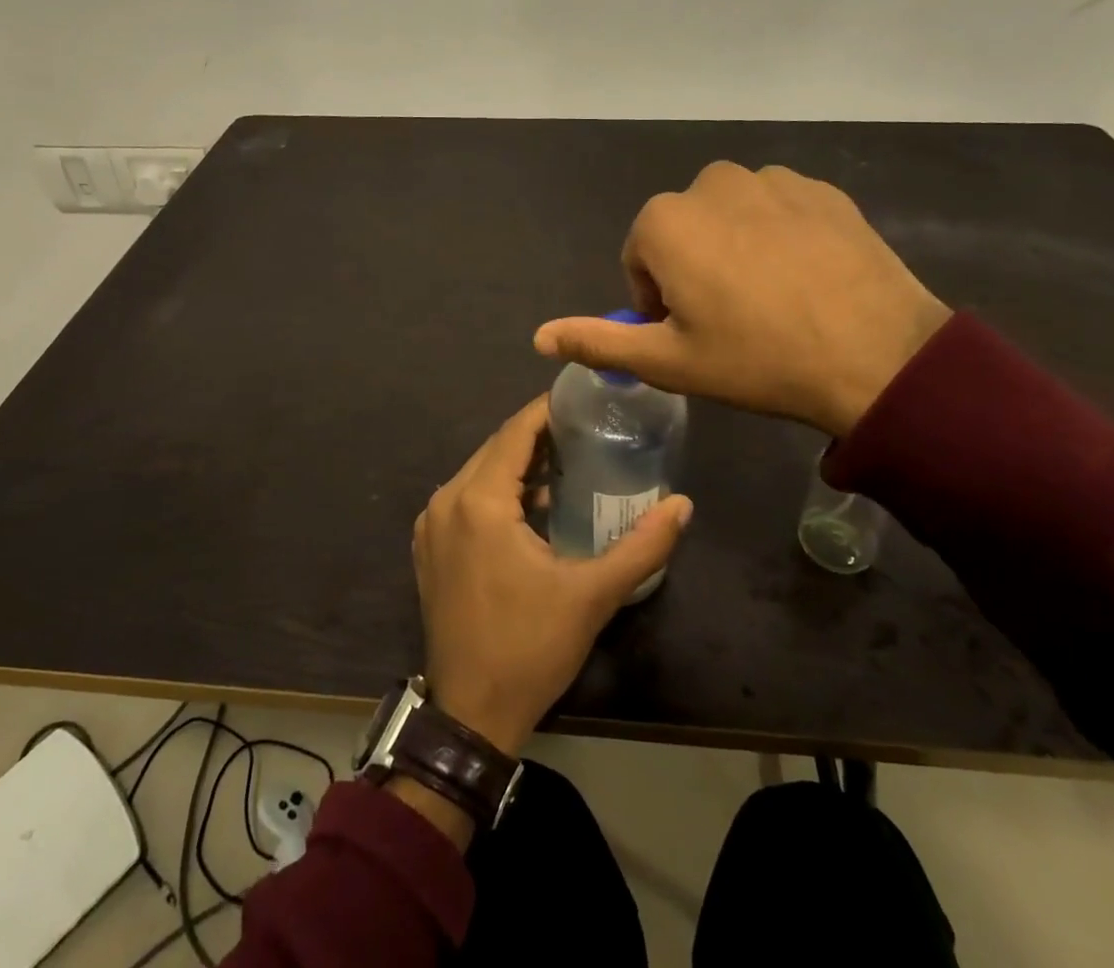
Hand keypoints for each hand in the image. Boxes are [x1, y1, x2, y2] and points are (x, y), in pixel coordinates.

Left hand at [412, 395, 693, 756]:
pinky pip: (465, 498)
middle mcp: (446, 501)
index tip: (582, 400)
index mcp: (479, 501)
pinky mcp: (429, 547)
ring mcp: (431, 524)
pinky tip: (532, 504)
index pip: (515, 432)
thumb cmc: (530, 648)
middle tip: (585, 431)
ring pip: (480, 472)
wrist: (471, 714)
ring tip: (567, 462)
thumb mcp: (592, 595)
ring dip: (518, 464)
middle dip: (538, 436)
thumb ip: (642, 546)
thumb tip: (683, 505)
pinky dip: (497, 490)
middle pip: (496, 448)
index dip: (547, 410)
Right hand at [533, 162, 950, 435]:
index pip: (640, 257)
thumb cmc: (758, 359)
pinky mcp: (821, 188)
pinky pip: (777, 208)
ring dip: (734, 247)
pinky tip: (806, 278)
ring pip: (729, 215)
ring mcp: (772, 180)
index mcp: (666, 222)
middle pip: (683, 230)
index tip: (691, 332)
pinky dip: (778, 235)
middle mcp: (711, 183)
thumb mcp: (669, 362)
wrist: (878, 356)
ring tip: (771, 298)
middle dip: (693, 267)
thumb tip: (539, 336)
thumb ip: (598, 341)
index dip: (658, 299)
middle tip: (730, 318)